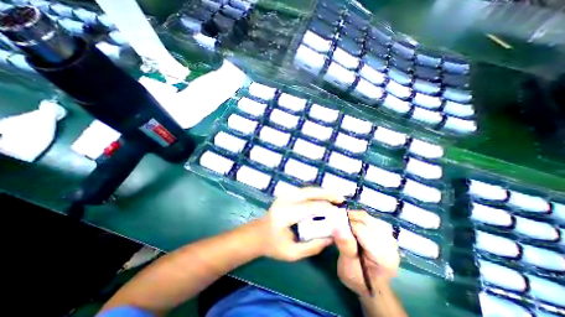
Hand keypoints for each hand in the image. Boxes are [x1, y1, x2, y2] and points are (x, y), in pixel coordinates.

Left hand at [256, 187, 343, 261]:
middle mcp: (284, 201)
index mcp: (284, 215)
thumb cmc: (272, 246)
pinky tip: (323, 196)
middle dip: (326, 194)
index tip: (339, 214)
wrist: (257, 234)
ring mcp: (284, 195)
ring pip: (306, 189)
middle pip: (308, 192)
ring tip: (335, 196)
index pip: (309, 207)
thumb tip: (332, 237)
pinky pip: (303, 191)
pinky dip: (315, 192)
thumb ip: (313, 246)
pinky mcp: (285, 195)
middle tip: (341, 198)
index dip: (326, 208)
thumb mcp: (292, 253)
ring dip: (322, 191)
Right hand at [332, 210, 397, 296]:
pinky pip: (369, 219)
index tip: (333, 224)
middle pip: (366, 220)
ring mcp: (389, 237)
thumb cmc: (357, 277)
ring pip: (368, 217)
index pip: (362, 230)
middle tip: (336, 222)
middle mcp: (390, 243)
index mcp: (383, 255)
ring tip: (343, 223)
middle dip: (349, 218)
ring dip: (353, 217)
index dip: (346, 224)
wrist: (371, 285)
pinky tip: (352, 224)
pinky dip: (358, 218)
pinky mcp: (385, 233)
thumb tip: (336, 227)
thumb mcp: (347, 267)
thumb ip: (345, 246)